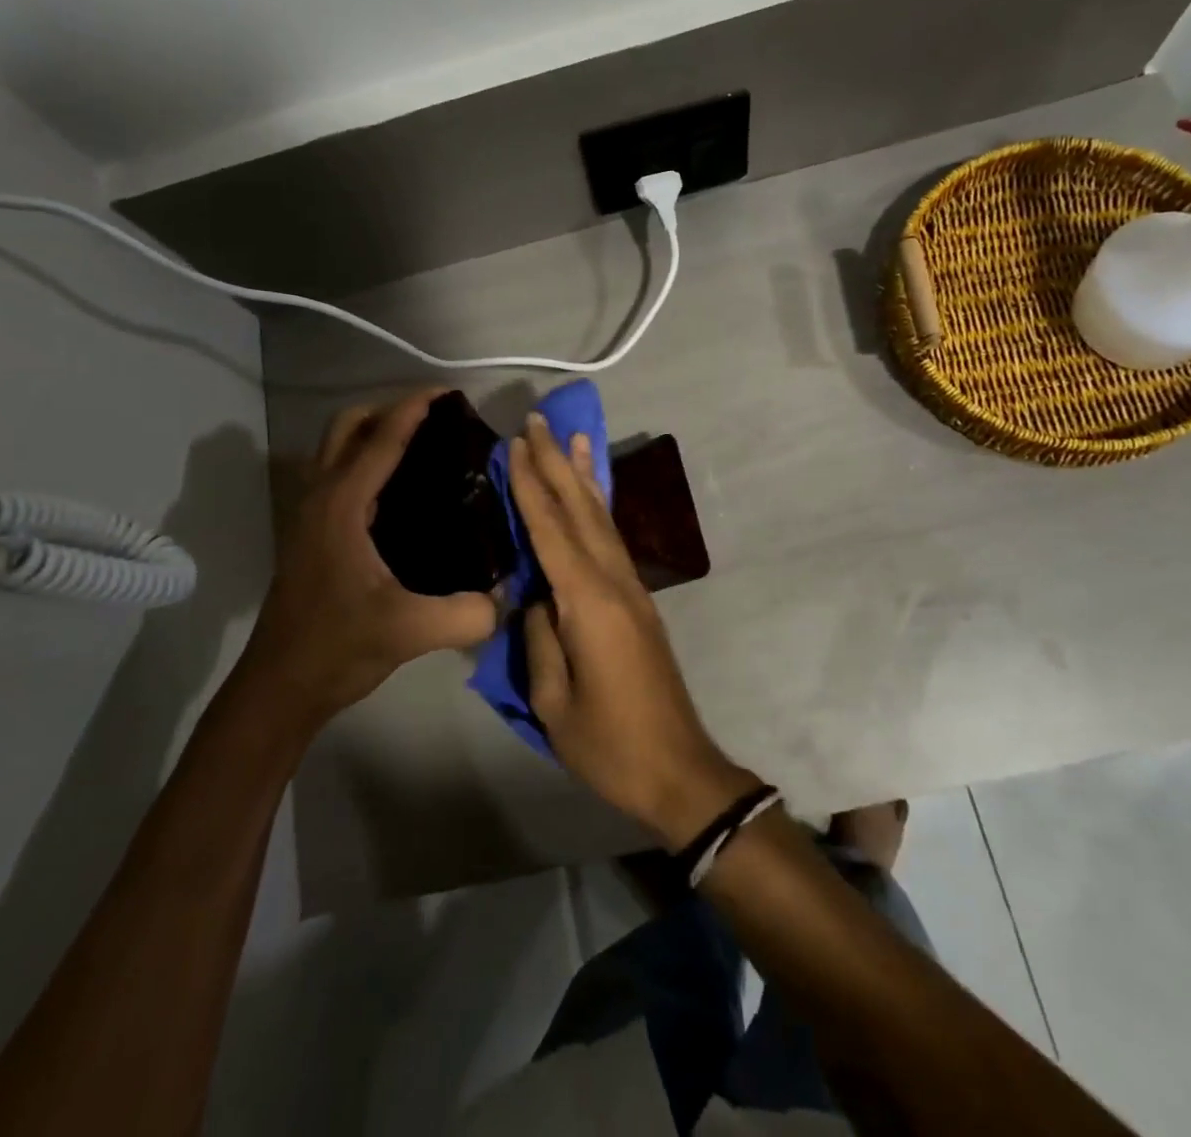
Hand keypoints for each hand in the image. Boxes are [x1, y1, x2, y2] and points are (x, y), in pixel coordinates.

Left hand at [249, 391, 498, 729]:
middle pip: (348, 426)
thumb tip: (508, 595)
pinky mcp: (310, 532)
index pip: (381, 439)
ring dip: (373, 432)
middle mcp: (320, 497)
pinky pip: (336, 473)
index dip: (415, 409)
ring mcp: (309, 514)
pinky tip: (399, 491)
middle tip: (436, 421)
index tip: (449, 393)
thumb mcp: (409, 631)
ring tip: (422, 446)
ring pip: (336, 447)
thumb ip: (467, 613)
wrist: (280, 686)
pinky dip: (364, 460)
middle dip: (390, 410)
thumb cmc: (337, 648)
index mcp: (342, 505)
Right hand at [508, 415, 760, 846]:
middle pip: (580, 510)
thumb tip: (534, 595)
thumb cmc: (609, 743)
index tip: (512, 445)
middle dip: (556, 463)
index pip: (550, 529)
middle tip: (538, 421)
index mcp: (588, 602)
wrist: (678, 769)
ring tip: (573, 438)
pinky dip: (598, 508)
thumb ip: (540, 636)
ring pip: (602, 519)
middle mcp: (614, 581)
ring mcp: (632, 589)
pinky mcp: (638, 602)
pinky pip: (612, 540)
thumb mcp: (552, 699)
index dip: (529, 485)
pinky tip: (592, 497)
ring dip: (583, 476)